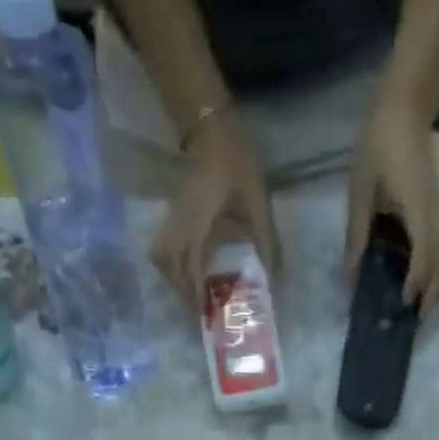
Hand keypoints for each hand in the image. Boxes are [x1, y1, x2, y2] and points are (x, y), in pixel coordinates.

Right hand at [150, 115, 279, 312]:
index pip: (190, 267)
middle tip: (198, 311)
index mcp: (197, 223)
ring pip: (162, 255)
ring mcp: (174, 216)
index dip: (194, 294)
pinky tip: (193, 271)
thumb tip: (276, 277)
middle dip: (180, 291)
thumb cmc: (235, 161)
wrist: (212, 123)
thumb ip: (266, 240)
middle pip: (167, 265)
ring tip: (193, 295)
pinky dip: (175, 264)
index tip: (204, 316)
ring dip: (174, 278)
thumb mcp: (257, 201)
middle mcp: (180, 223)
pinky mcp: (176, 212)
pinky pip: (167, 245)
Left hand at [345, 97, 438, 307]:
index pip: (424, 253)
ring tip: (425, 302)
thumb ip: (357, 234)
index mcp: (417, 207)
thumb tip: (350, 276)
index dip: (416, 282)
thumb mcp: (360, 190)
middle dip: (436, 291)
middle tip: (418, 317)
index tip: (404, 303)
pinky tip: (428, 276)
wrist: (406, 105)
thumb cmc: (379, 143)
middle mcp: (436, 211)